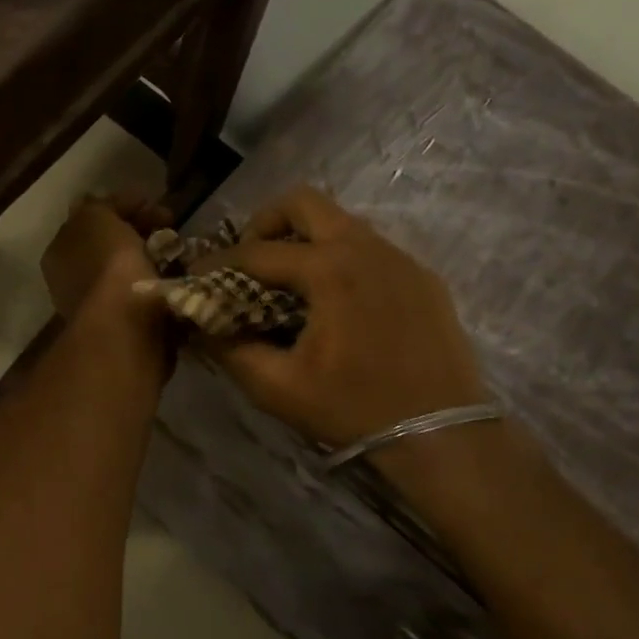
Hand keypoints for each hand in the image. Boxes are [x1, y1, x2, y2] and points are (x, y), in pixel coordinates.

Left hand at [42, 191, 169, 326]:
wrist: (124, 325)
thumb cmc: (105, 263)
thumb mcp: (95, 216)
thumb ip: (98, 206)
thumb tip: (104, 206)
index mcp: (59, 252)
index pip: (90, 218)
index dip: (121, 206)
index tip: (152, 203)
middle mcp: (72, 279)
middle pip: (110, 244)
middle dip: (139, 232)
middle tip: (168, 227)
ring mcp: (97, 306)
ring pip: (129, 269)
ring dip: (153, 257)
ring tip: (177, 252)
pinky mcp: (124, 326)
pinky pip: (145, 293)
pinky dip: (161, 282)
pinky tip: (177, 277)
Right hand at [200, 187, 486, 449]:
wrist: (442, 435)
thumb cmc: (353, 408)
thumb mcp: (277, 387)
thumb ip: (230, 349)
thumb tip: (201, 323)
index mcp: (330, 270)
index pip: (257, 251)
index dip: (218, 262)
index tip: (196, 275)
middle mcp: (366, 248)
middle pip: (304, 202)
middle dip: (266, 223)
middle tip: (250, 259)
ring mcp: (400, 258)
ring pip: (341, 222)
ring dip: (305, 239)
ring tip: (289, 281)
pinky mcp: (421, 277)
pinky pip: (370, 248)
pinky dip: (340, 258)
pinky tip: (336, 302)